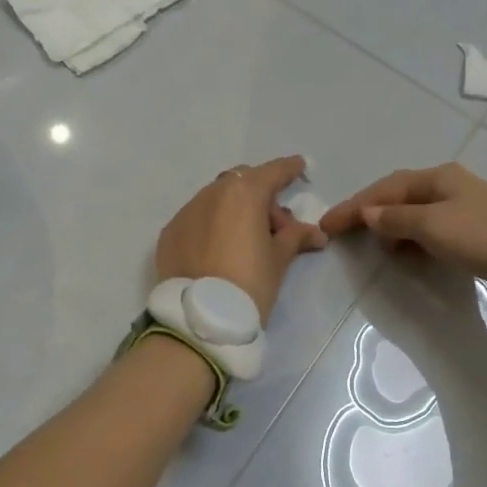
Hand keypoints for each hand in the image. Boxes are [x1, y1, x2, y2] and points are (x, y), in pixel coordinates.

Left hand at [156, 156, 328, 322]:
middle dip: (261, 196)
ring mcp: (186, 211)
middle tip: (276, 227)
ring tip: (246, 241)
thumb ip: (296, 237)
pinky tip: (219, 250)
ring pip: (216, 199)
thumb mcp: (279, 259)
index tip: (300, 167)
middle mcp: (212, 193)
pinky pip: (197, 218)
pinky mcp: (170, 232)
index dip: (289, 169)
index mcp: (244, 193)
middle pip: (242, 182)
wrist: (201, 318)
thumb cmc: (250, 284)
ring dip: (234, 210)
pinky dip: (212, 225)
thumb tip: (316, 233)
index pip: (273, 172)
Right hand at [321, 163, 486, 288]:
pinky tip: (403, 254)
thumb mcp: (431, 225)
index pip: (384, 189)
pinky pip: (427, 229)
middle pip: (397, 197)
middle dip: (369, 214)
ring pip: (412, 214)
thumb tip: (367, 214)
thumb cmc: (478, 235)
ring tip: (373, 247)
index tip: (327, 224)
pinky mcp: (469, 228)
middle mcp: (446, 185)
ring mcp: (459, 206)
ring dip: (389, 228)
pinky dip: (409, 239)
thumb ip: (395, 219)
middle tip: (343, 233)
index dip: (354, 206)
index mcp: (436, 177)